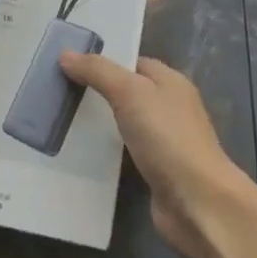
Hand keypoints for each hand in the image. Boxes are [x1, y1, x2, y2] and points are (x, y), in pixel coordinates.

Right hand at [59, 54, 253, 257]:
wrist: (197, 202)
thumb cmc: (167, 138)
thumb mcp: (130, 93)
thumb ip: (98, 71)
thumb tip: (65, 54)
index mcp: (171, 82)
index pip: (133, 63)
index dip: (103, 62)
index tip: (68, 65)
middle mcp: (170, 108)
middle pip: (128, 93)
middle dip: (97, 92)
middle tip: (59, 93)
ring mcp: (165, 142)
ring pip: (125, 124)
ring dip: (100, 125)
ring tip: (62, 121)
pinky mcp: (157, 171)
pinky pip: (126, 153)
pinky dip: (107, 152)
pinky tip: (81, 154)